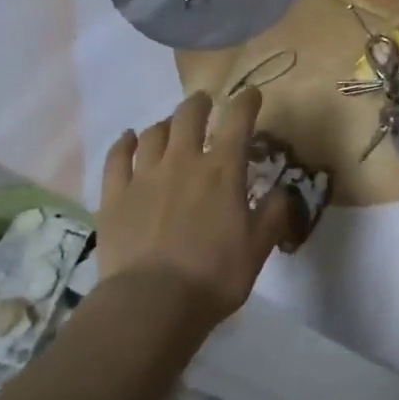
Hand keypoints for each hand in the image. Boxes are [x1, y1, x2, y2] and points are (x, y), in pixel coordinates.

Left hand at [97, 88, 295, 328]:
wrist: (151, 304)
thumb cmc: (213, 276)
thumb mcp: (258, 248)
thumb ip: (274, 213)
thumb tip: (284, 191)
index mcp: (222, 170)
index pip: (238, 119)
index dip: (246, 101)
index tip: (251, 95)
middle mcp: (183, 161)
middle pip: (189, 115)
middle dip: (200, 104)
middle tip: (205, 106)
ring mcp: (144, 176)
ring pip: (154, 132)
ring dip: (166, 124)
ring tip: (170, 128)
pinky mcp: (114, 195)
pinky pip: (117, 157)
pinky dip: (125, 143)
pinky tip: (129, 140)